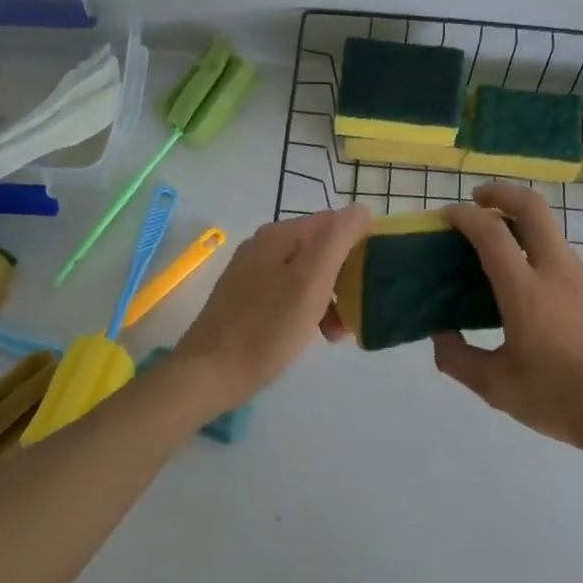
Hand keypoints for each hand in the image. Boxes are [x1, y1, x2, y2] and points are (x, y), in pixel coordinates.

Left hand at [173, 205, 369, 406]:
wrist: (209, 374)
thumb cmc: (267, 328)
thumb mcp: (311, 281)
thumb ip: (338, 240)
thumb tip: (361, 209)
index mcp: (279, 235)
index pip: (334, 224)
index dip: (359, 247)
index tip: (373, 281)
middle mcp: (264, 246)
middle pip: (320, 250)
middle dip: (344, 278)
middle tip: (356, 311)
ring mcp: (252, 272)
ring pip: (306, 274)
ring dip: (329, 298)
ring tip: (337, 332)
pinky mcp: (246, 299)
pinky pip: (288, 293)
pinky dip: (308, 309)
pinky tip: (313, 334)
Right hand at [433, 184, 582, 454]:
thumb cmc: (562, 399)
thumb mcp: (497, 389)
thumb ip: (459, 359)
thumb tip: (441, 335)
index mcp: (526, 292)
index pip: (491, 234)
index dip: (465, 216)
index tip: (447, 214)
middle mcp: (558, 273)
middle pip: (532, 208)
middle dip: (501, 193)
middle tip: (478, 200)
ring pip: (552, 236)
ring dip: (522, 230)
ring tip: (500, 259)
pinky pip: (566, 264)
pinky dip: (542, 260)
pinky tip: (535, 300)